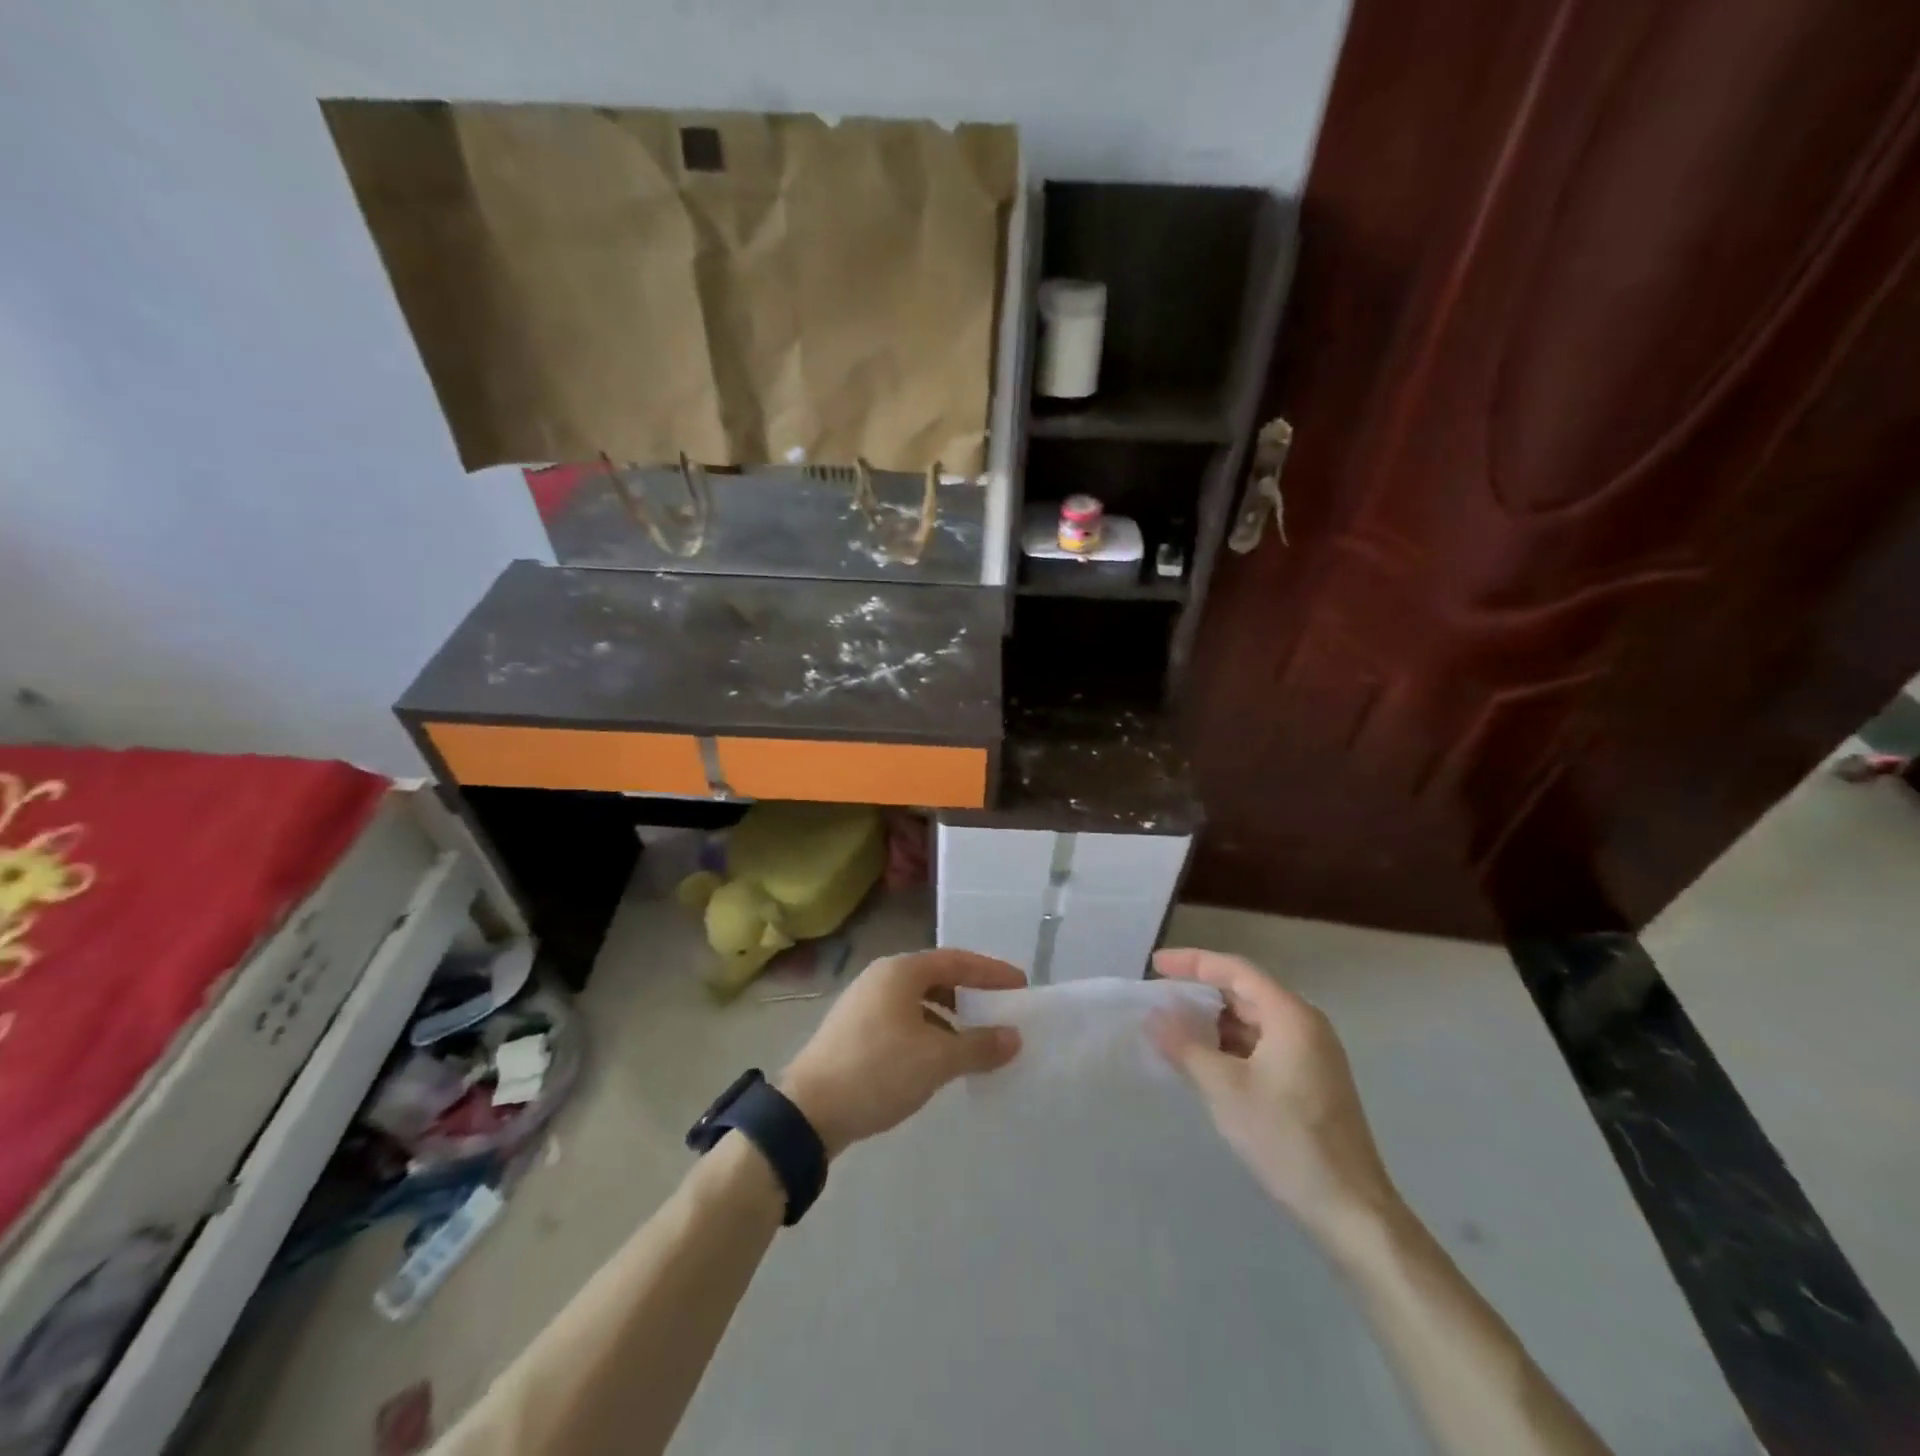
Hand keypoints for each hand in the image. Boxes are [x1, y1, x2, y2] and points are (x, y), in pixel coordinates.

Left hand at [780, 949, 1023, 1157]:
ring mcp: (863, 1003)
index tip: (1020, 985)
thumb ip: (979, 1045)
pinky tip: (937, 1057)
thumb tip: (1014, 1037)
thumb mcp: (936, 1060)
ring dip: (949, 1015)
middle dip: (970, 993)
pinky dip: (927, 1030)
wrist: (807, 1112)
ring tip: (974, 1038)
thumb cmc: (877, 1071)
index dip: (991, 972)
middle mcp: (881, 977)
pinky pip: (902, 1019)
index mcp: (900, 971)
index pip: (956, 960)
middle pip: (936, 976)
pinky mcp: (854, 1030)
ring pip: (918, 1000)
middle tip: (1000, 1009)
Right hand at [1151, 948, 1399, 1238]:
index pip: (1234, 970)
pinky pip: (1262, 1046)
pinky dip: (1230, 1047)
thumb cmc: (1287, 1139)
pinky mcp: (1310, 1081)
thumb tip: (1154, 1017)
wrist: (1351, 1210)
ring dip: (1214, 1023)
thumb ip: (1186, 1047)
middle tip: (1159, 999)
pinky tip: (1205, 1062)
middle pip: (1245, 993)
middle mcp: (1305, 1025)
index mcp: (1290, 1015)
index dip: (1192, 962)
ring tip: (1173, 1030)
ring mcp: (1311, 1054)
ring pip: (1253, 1022)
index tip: (1155, 966)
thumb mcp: (1225, 1089)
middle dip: (1200, 994)